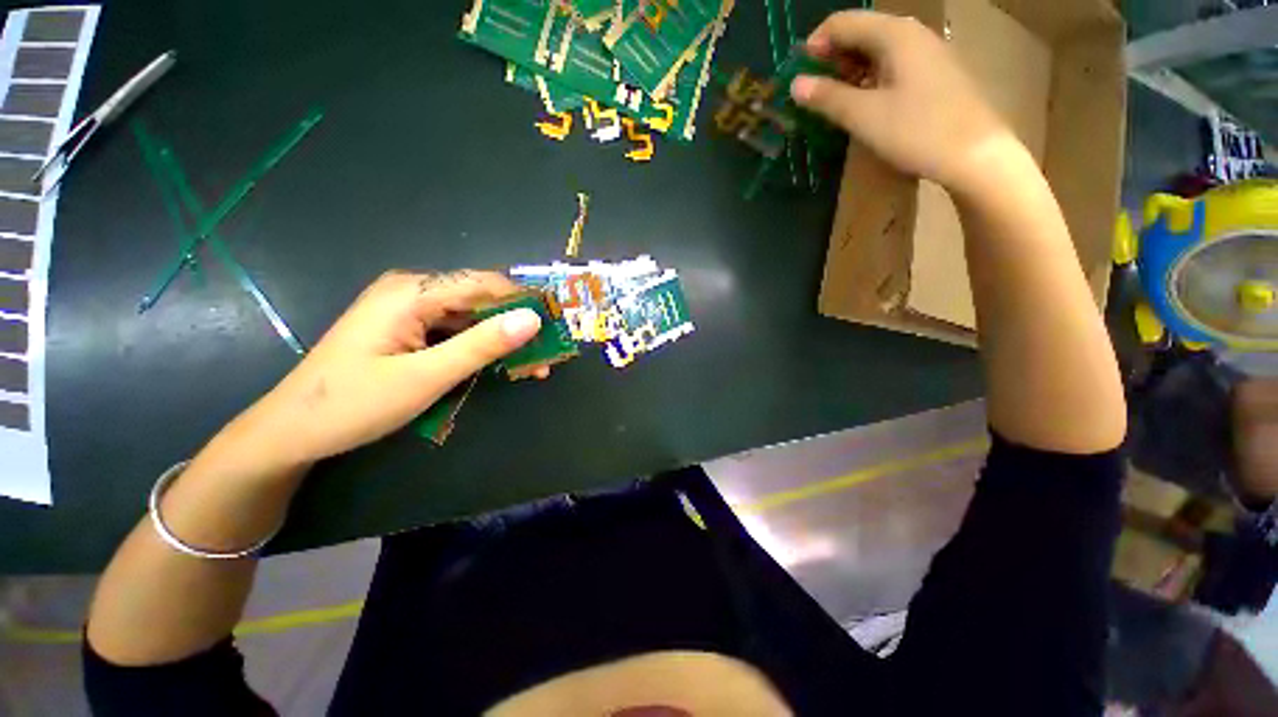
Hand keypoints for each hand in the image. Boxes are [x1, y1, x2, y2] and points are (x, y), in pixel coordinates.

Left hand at [243, 270, 542, 465]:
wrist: (292, 431)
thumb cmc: (353, 404)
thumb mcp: (426, 377)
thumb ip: (481, 346)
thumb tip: (533, 319)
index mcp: (412, 292)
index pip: (485, 284)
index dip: (525, 301)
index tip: (558, 324)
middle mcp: (412, 291)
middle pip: (480, 300)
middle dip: (517, 326)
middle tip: (548, 354)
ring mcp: (409, 310)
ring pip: (472, 318)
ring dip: (503, 340)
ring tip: (533, 366)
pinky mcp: (409, 329)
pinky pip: (456, 331)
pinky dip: (481, 348)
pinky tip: (500, 366)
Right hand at [790, 10, 1016, 193]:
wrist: (975, 155)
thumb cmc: (918, 132)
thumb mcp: (865, 116)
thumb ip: (828, 97)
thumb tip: (795, 85)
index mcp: (895, 34)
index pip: (843, 23)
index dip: (814, 46)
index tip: (796, 77)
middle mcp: (911, 33)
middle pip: (860, 33)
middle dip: (830, 59)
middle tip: (811, 94)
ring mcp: (925, 53)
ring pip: (875, 51)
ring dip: (848, 72)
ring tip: (831, 102)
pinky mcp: (932, 73)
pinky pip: (891, 66)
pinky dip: (868, 80)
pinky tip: (860, 104)